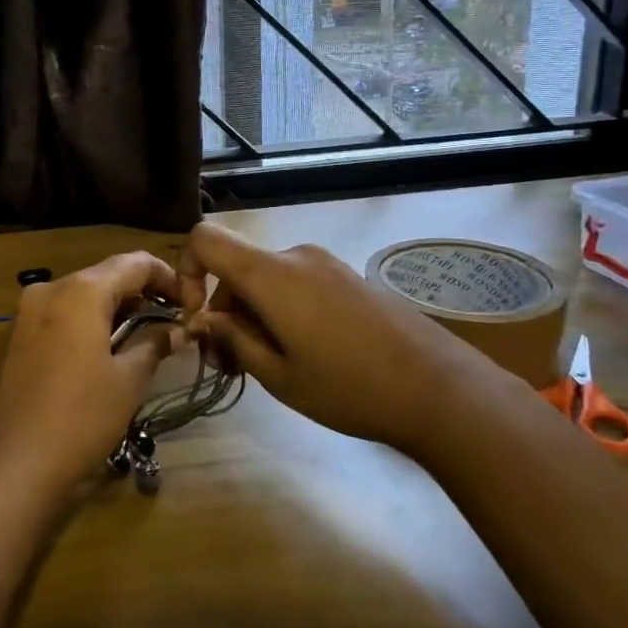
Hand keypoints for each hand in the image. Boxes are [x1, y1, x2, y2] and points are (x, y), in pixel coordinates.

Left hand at [0, 252, 180, 496]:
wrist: (9, 464)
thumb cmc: (79, 417)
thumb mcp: (128, 381)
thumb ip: (154, 345)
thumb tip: (176, 331)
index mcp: (80, 291)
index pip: (134, 263)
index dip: (167, 276)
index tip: (189, 301)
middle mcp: (49, 289)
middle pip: (105, 276)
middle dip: (140, 293)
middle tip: (171, 320)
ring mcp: (25, 313)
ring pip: (80, 296)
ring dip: (113, 309)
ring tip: (143, 336)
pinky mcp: (14, 337)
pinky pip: (59, 316)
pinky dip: (86, 323)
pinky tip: (104, 351)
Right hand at [177, 222, 520, 453]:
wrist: (441, 388)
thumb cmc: (350, 388)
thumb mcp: (279, 375)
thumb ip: (233, 339)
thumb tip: (206, 319)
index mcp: (271, 274)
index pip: (205, 238)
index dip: (186, 271)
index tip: (196, 318)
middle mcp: (295, 256)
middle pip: (236, 266)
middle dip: (223, 309)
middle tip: (229, 364)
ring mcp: (326, 264)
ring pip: (265, 277)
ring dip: (252, 313)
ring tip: (267, 365)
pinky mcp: (347, 277)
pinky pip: (295, 282)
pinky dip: (281, 308)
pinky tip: (301, 352)